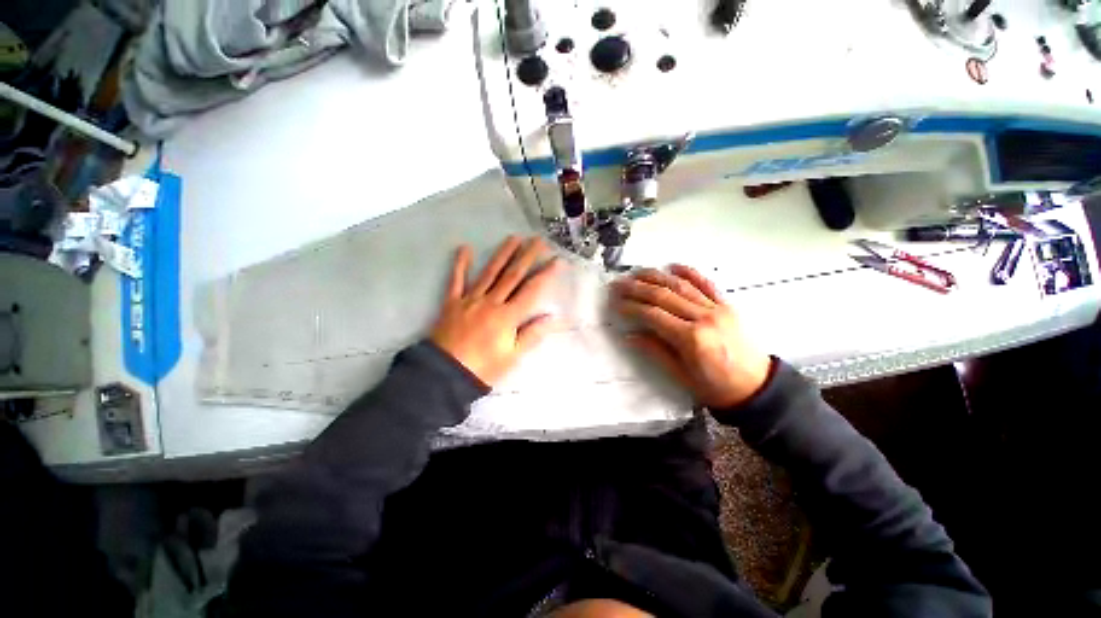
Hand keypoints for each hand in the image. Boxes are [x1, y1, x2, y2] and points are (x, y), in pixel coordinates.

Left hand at [430, 236, 562, 385]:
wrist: (445, 374)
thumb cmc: (483, 368)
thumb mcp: (512, 356)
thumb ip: (532, 334)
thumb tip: (553, 317)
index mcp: (507, 316)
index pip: (531, 290)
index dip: (546, 274)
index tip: (557, 260)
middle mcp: (491, 302)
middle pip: (512, 275)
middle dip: (527, 256)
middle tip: (538, 240)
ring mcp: (470, 299)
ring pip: (490, 272)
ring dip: (502, 254)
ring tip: (514, 238)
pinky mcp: (452, 302)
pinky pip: (456, 280)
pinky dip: (460, 264)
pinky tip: (465, 248)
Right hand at [612, 265, 772, 408]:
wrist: (757, 387)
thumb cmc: (715, 387)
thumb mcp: (681, 375)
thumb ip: (655, 351)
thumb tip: (630, 336)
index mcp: (691, 338)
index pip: (653, 315)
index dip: (631, 307)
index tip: (614, 302)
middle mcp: (703, 317)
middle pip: (663, 295)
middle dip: (636, 288)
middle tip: (618, 283)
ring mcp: (717, 308)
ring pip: (681, 285)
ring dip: (656, 276)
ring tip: (636, 272)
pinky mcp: (726, 304)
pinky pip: (706, 283)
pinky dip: (689, 272)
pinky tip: (673, 266)